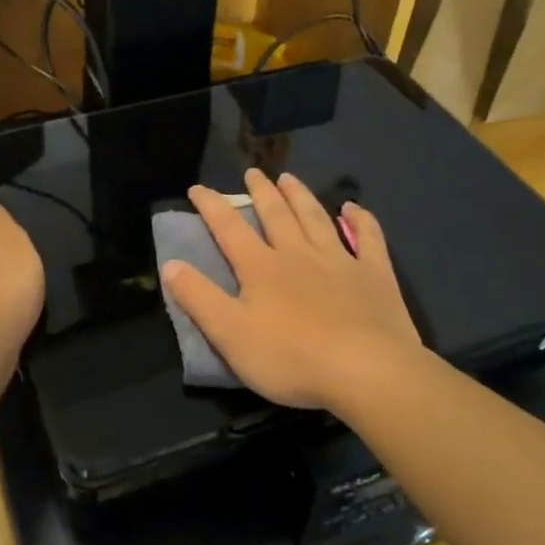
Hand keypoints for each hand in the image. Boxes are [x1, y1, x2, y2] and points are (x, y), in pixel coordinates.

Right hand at [161, 170, 422, 413]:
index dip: (211, 206)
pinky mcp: (375, 276)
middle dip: (261, 192)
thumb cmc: (291, 358)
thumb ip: (198, 298)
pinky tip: (353, 208)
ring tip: (289, 178)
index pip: (229, 228)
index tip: (197, 188)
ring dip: (301, 196)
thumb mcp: (230, 334)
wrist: (366, 371)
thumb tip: (170, 264)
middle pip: (276, 215)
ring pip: (316, 219)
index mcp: (261, 268)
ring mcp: (340, 262)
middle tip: (252, 172)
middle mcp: (298, 254)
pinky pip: (368, 239)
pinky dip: (361, 220)